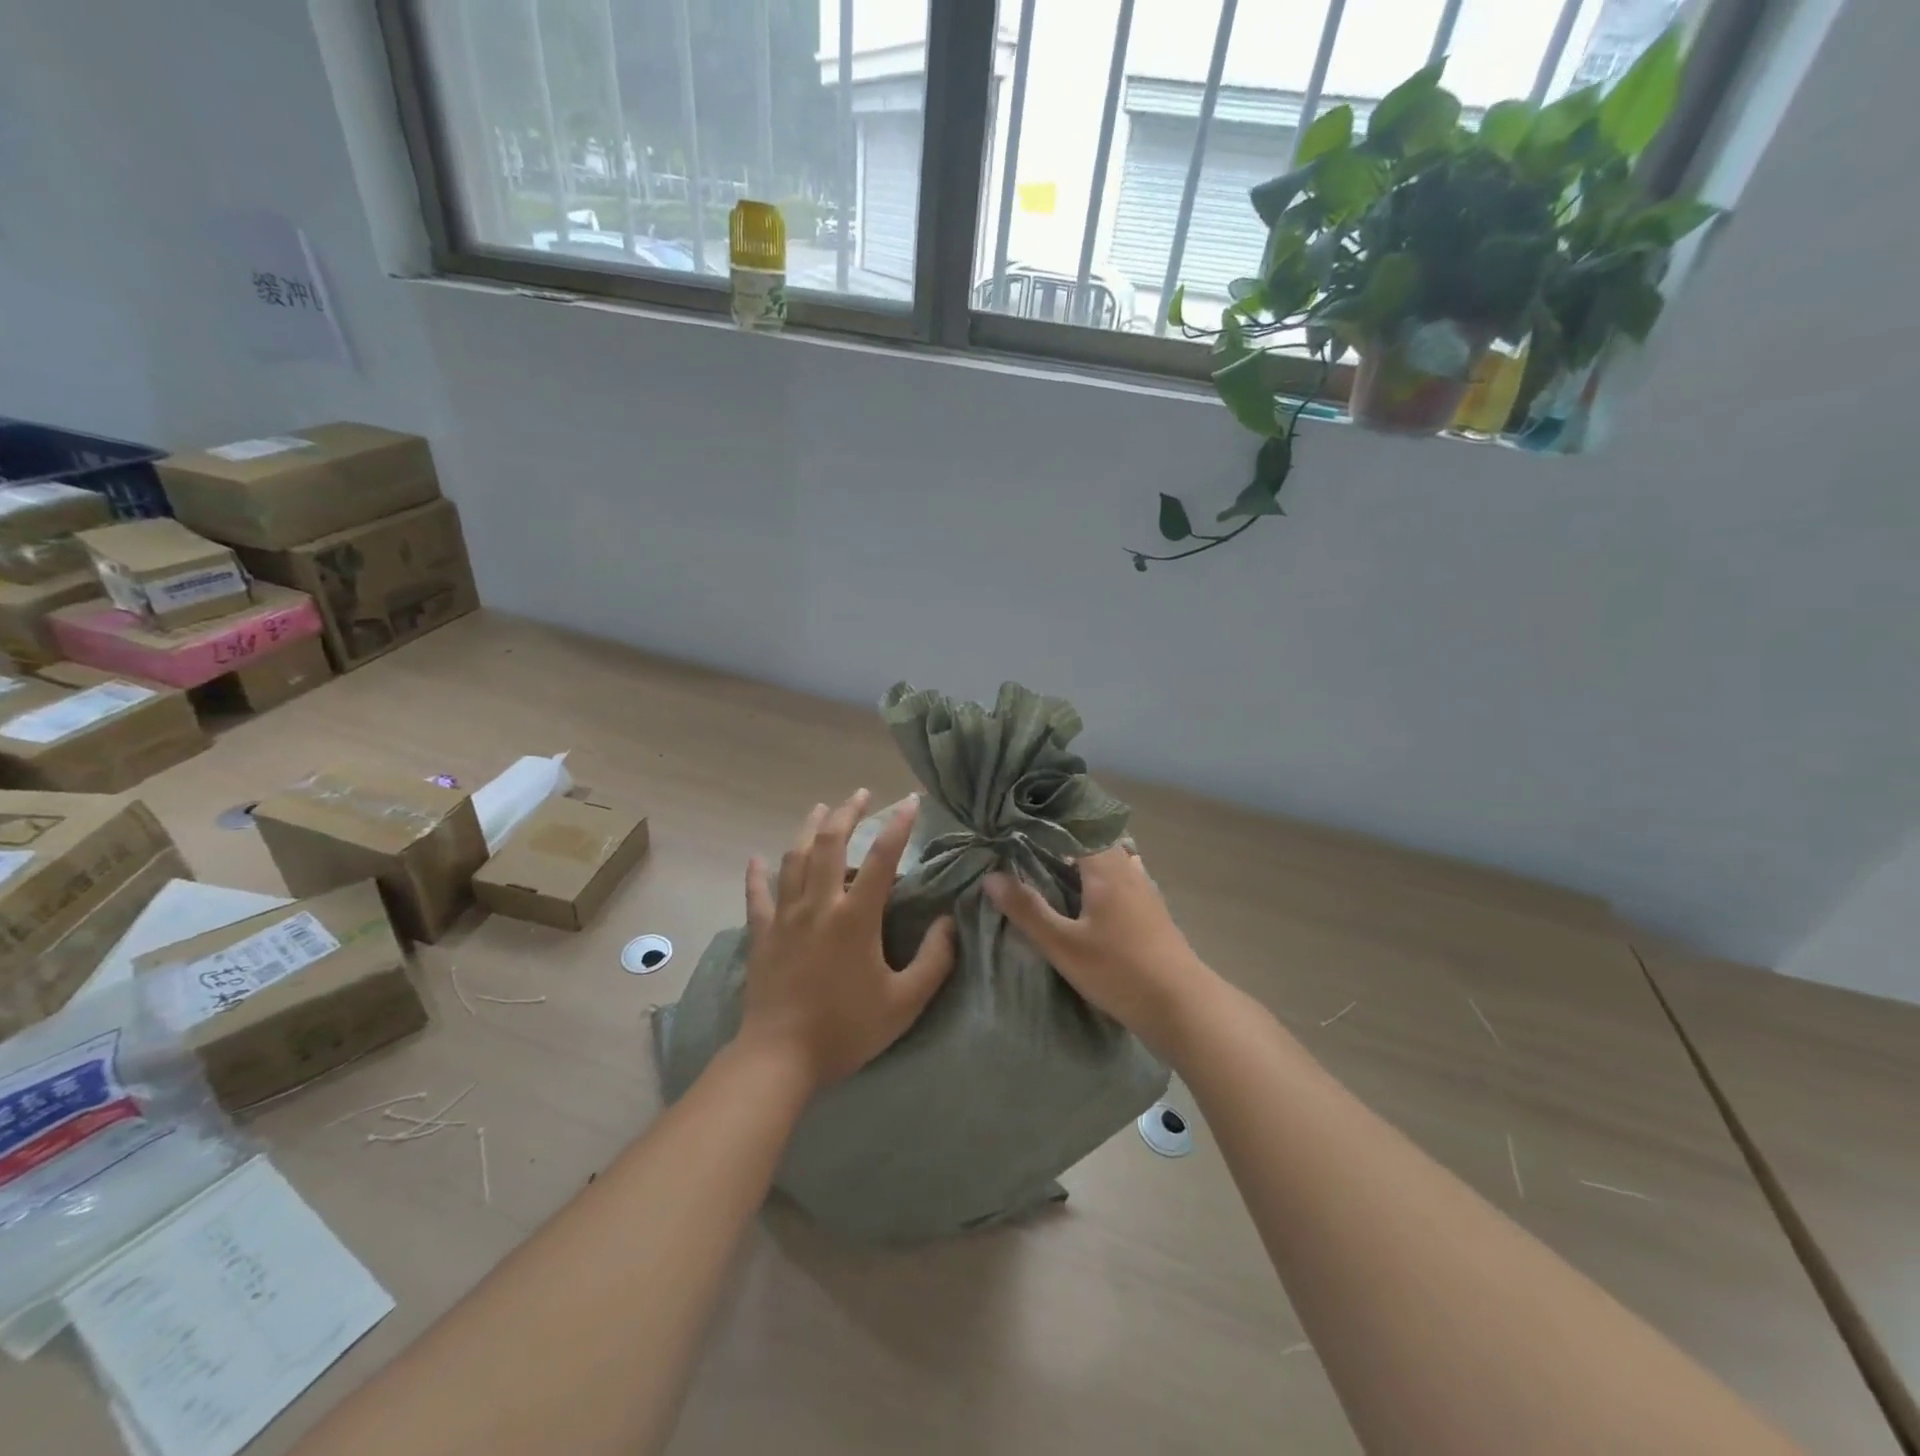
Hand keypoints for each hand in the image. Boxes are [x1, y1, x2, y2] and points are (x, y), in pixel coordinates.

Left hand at [737, 789, 956, 1092]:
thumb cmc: (845, 1029)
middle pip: (830, 843)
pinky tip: (757, 858)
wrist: (779, 1059)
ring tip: (821, 808)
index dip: (899, 826)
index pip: (883, 858)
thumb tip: (948, 923)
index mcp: (855, 917)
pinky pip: (758, 894)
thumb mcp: (904, 1002)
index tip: (911, 801)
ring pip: (794, 858)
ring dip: (809, 829)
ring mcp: (785, 916)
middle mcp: (819, 904)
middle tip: (861, 794)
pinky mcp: (762, 934)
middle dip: (847, 813)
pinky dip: (758, 873)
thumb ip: (934, 960)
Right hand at [985, 846, 1214, 1057]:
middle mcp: (1126, 869)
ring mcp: (1144, 889)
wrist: (1182, 1005)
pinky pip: (1121, 878)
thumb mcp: (1063, 945)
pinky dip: (1100, 877)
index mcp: (1104, 868)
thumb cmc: (1119, 971)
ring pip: (1109, 859)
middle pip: (1092, 840)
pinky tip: (1089, 895)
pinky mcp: (1152, 910)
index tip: (1016, 824)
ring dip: (1082, 858)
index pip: (1073, 827)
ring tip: (1051, 866)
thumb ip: (1027, 910)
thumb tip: (991, 876)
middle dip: (1061, 840)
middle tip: (1026, 845)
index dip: (1045, 823)